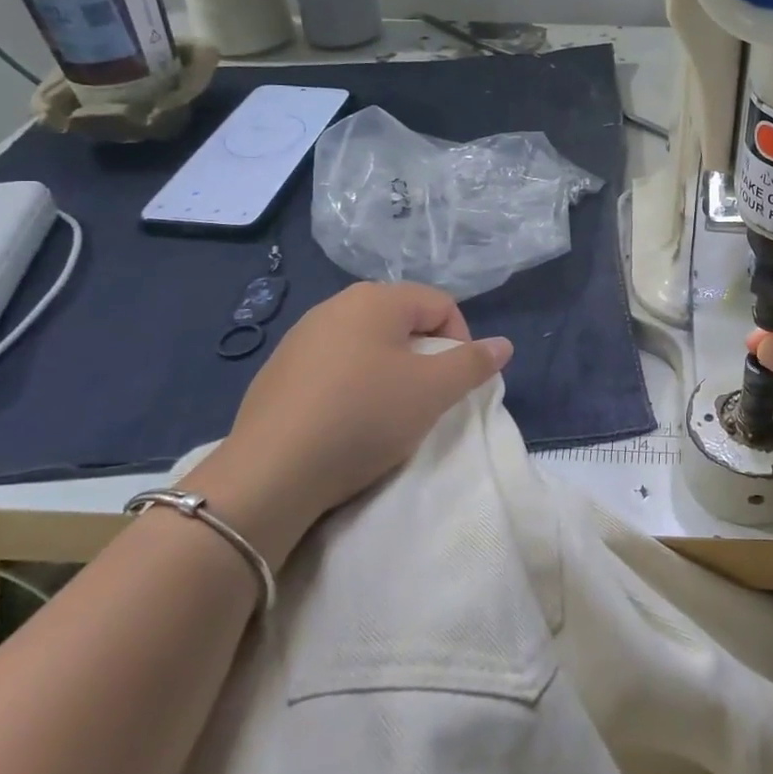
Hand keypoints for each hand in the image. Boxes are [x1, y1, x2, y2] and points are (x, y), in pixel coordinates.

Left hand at [184, 282, 511, 563]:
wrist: (269, 474)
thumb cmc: (363, 418)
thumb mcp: (433, 391)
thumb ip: (473, 363)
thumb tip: (503, 345)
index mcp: (376, 299)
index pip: (441, 305)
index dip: (461, 342)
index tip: (454, 384)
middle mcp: (336, 305)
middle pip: (404, 321)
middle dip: (424, 356)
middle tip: (425, 399)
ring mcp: (301, 337)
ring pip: (368, 344)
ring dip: (389, 371)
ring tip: (387, 413)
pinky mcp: (278, 371)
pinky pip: (334, 366)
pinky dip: (353, 385)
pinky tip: (346, 422)